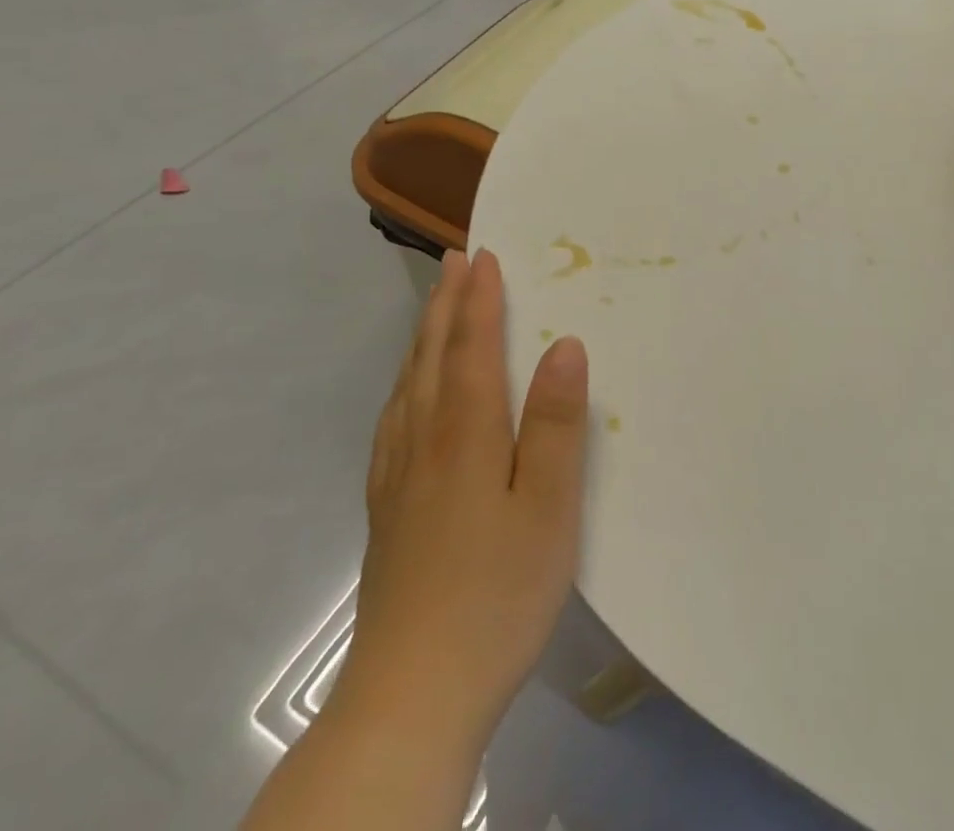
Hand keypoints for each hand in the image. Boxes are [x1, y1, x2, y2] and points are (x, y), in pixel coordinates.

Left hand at [333, 250, 589, 760]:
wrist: (411, 698)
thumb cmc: (497, 594)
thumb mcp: (549, 508)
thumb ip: (554, 423)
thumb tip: (565, 345)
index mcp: (464, 436)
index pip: (470, 349)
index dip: (479, 300)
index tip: (483, 255)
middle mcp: (422, 444)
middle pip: (430, 358)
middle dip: (445, 305)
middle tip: (454, 262)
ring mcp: (398, 480)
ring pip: (407, 387)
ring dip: (423, 338)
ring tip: (434, 310)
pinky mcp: (388, 512)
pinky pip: (394, 420)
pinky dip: (405, 385)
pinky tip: (409, 397)